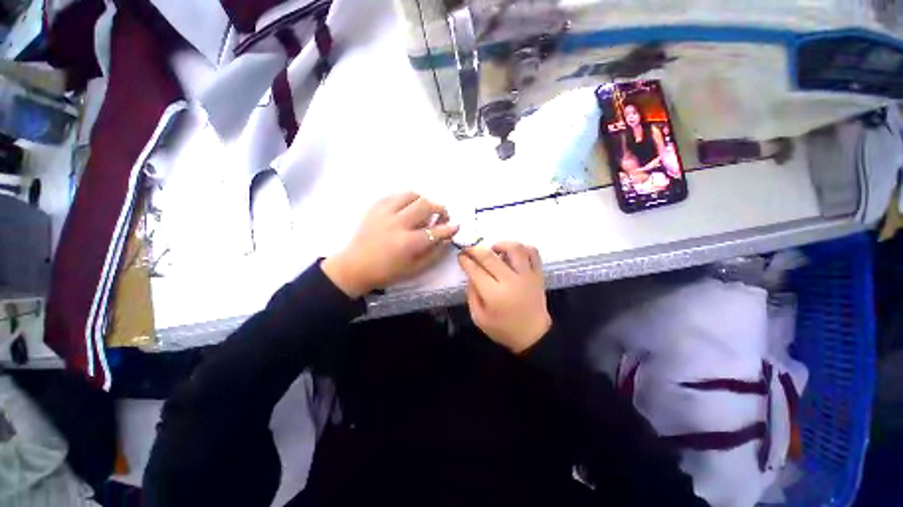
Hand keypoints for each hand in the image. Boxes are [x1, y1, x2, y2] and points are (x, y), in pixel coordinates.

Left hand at [322, 193, 458, 297]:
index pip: (436, 231)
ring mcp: (385, 213)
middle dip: (440, 208)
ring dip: (423, 201)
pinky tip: (407, 208)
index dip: (449, 228)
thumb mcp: (415, 269)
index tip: (456, 226)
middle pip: (426, 205)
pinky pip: (396, 195)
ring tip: (424, 209)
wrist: (355, 266)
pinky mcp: (375, 207)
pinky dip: (407, 200)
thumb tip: (447, 239)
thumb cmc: (387, 272)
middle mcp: (398, 224)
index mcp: (408, 243)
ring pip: (411, 195)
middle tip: (441, 215)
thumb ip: (434, 253)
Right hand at [458, 242, 550, 352]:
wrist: (533, 335)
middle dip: (475, 249)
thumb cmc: (503, 329)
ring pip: (514, 249)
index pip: (475, 270)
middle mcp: (511, 281)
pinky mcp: (538, 274)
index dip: (465, 260)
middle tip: (470, 250)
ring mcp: (527, 276)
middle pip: (490, 256)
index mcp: (494, 295)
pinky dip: (522, 247)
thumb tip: (470, 272)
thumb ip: (472, 293)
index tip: (461, 256)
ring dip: (501, 244)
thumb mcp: (479, 317)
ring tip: (494, 249)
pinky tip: (513, 253)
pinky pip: (533, 252)